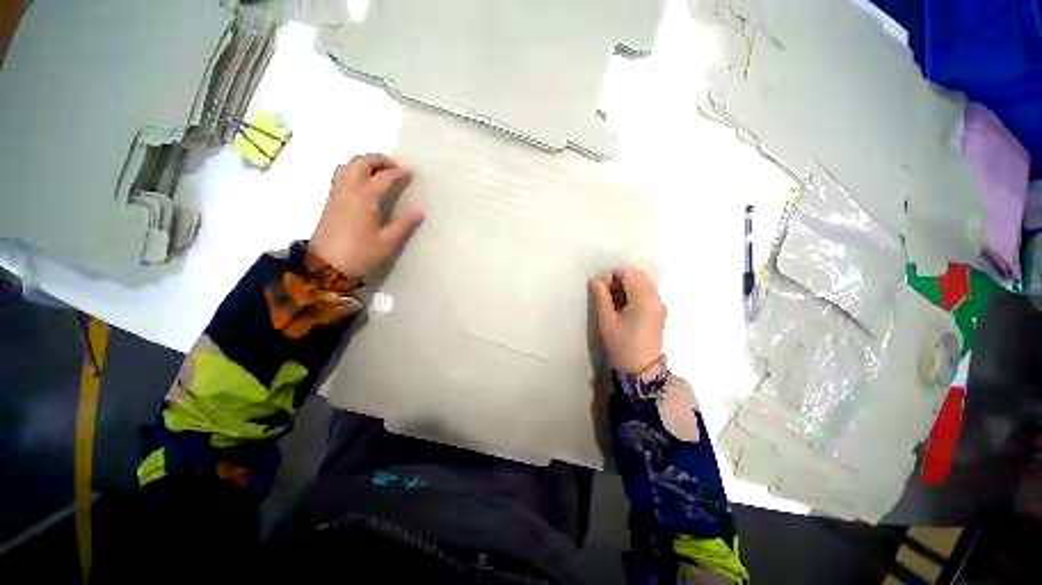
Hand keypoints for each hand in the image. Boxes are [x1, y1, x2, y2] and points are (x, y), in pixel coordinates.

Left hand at [309, 154, 424, 277]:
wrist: (326, 265)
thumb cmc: (360, 253)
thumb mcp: (387, 242)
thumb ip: (404, 225)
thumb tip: (419, 213)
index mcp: (365, 197)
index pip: (384, 177)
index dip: (398, 173)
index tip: (410, 173)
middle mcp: (349, 188)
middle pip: (362, 162)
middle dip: (380, 160)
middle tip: (395, 168)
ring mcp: (337, 192)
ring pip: (349, 165)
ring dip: (365, 163)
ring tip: (380, 172)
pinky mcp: (331, 199)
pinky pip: (342, 174)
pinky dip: (355, 170)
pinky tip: (365, 183)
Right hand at [589, 268, 665, 373]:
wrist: (640, 370)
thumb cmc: (621, 345)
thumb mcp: (607, 320)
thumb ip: (601, 297)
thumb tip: (594, 280)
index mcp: (644, 299)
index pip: (629, 274)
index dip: (613, 275)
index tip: (601, 289)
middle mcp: (656, 299)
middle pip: (638, 276)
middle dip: (620, 280)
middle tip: (606, 295)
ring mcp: (660, 306)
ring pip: (643, 284)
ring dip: (627, 287)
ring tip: (613, 302)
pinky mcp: (659, 313)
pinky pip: (647, 294)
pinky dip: (635, 294)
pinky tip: (624, 308)